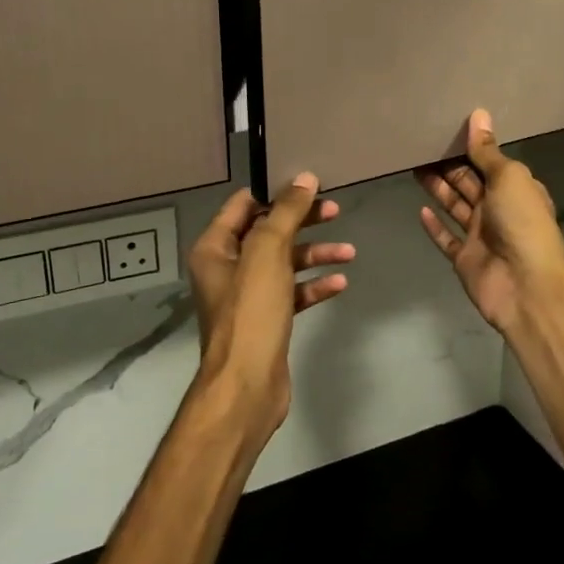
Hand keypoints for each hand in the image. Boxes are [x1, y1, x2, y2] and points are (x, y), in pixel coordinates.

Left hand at [185, 173, 353, 433]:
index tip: (309, 183)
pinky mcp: (266, 319)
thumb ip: (286, 212)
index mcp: (215, 247)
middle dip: (302, 221)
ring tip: (348, 252)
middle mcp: (226, 267)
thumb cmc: (251, 311)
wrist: (247, 385)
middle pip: (268, 232)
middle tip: (336, 210)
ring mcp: (247, 295)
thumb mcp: (268, 252)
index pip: (244, 204)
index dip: (275, 191)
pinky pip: (292, 292)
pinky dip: (314, 285)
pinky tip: (339, 282)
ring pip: (284, 262)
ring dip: (315, 254)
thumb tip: (304, 177)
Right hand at [416, 109, 563, 336]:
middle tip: (420, 145)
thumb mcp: (508, 178)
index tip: (445, 129)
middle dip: (448, 165)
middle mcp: (498, 209)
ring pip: (454, 206)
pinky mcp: (464, 258)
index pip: (489, 162)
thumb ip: (487, 151)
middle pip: (468, 182)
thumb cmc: (522, 223)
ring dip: (437, 188)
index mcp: (515, 189)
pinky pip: (446, 238)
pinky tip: (419, 210)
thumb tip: (479, 114)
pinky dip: (434, 225)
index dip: (469, 148)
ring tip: (413, 166)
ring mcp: (480, 235)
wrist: (525, 286)